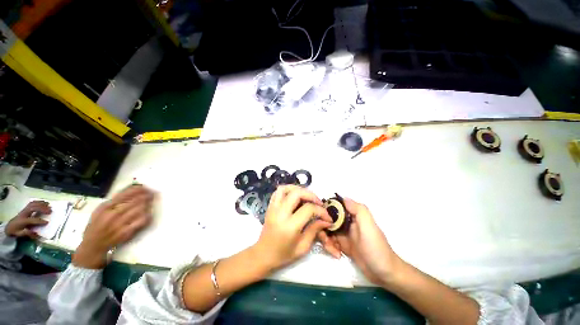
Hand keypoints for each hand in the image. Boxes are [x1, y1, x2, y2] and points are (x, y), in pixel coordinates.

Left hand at [5, 201, 50, 237]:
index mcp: (23, 221)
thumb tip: (36, 234)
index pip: (33, 220)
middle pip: (34, 208)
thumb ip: (27, 233)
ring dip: (41, 204)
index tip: (47, 222)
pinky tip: (42, 202)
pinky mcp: (25, 208)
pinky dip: (38, 202)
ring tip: (48, 204)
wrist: (9, 226)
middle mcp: (24, 214)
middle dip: (42, 209)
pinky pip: (31, 203)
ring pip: (33, 204)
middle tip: (50, 210)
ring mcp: (24, 210)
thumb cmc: (15, 231)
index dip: (40, 221)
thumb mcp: (20, 234)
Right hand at [73, 185, 153, 268]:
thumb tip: (131, 190)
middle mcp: (112, 215)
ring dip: (147, 204)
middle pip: (134, 201)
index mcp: (105, 207)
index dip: (137, 190)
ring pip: (139, 210)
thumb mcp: (100, 210)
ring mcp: (119, 224)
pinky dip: (147, 215)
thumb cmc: (97, 226)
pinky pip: (140, 221)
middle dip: (146, 196)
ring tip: (151, 201)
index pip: (124, 195)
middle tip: (152, 193)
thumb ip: (114, 201)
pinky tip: (148, 213)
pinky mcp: (126, 232)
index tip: (145, 187)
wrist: (93, 246)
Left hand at [253, 185, 333, 270]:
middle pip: (297, 193)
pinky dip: (288, 190)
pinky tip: (295, 196)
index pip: (308, 209)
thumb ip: (314, 230)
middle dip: (311, 195)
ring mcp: (273, 208)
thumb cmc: (283, 254)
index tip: (328, 217)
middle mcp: (280, 213)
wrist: (263, 255)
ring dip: (298, 189)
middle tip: (318, 203)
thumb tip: (326, 221)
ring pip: (285, 188)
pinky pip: (278, 192)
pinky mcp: (270, 206)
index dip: (321, 211)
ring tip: (306, 197)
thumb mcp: (303, 247)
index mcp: (290, 226)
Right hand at [331, 198, 402, 284]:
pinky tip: (336, 254)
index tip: (320, 219)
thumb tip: (343, 197)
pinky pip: (331, 242)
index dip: (326, 211)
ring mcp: (345, 235)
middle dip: (323, 229)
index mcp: (353, 216)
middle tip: (325, 239)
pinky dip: (330, 247)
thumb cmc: (376, 248)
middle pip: (328, 220)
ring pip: (328, 232)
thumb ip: (358, 210)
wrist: (385, 273)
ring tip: (332, 250)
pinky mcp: (343, 246)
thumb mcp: (369, 227)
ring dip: (326, 240)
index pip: (335, 208)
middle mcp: (347, 223)